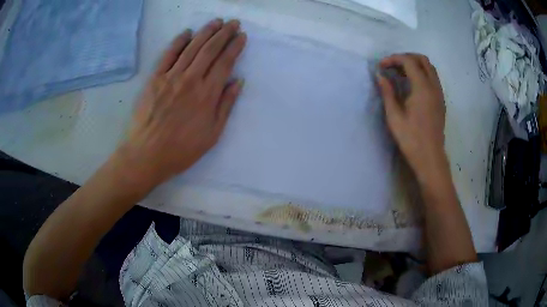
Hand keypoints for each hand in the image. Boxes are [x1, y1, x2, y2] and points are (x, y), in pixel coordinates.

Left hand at [117, 19, 246, 189]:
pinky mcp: (155, 79)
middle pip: (210, 50)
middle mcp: (191, 79)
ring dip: (206, 32)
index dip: (235, 47)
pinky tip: (187, 33)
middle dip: (224, 33)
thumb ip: (226, 105)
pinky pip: (168, 55)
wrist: (147, 155)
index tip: (242, 36)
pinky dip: (178, 42)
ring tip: (216, 22)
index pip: (225, 62)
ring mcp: (171, 77)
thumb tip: (238, 81)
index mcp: (207, 94)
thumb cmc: (182, 149)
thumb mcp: (212, 134)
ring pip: (192, 47)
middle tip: (233, 22)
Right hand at [377, 53, 446, 183]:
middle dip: (405, 58)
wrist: (430, 158)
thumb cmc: (411, 140)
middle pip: (422, 59)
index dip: (393, 59)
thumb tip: (380, 75)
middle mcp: (434, 86)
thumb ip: (387, 92)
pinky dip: (422, 74)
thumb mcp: (394, 117)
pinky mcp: (441, 101)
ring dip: (415, 65)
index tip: (381, 67)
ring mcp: (439, 93)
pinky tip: (412, 85)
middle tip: (392, 67)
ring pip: (430, 68)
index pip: (408, 61)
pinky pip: (433, 78)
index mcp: (422, 88)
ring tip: (401, 74)